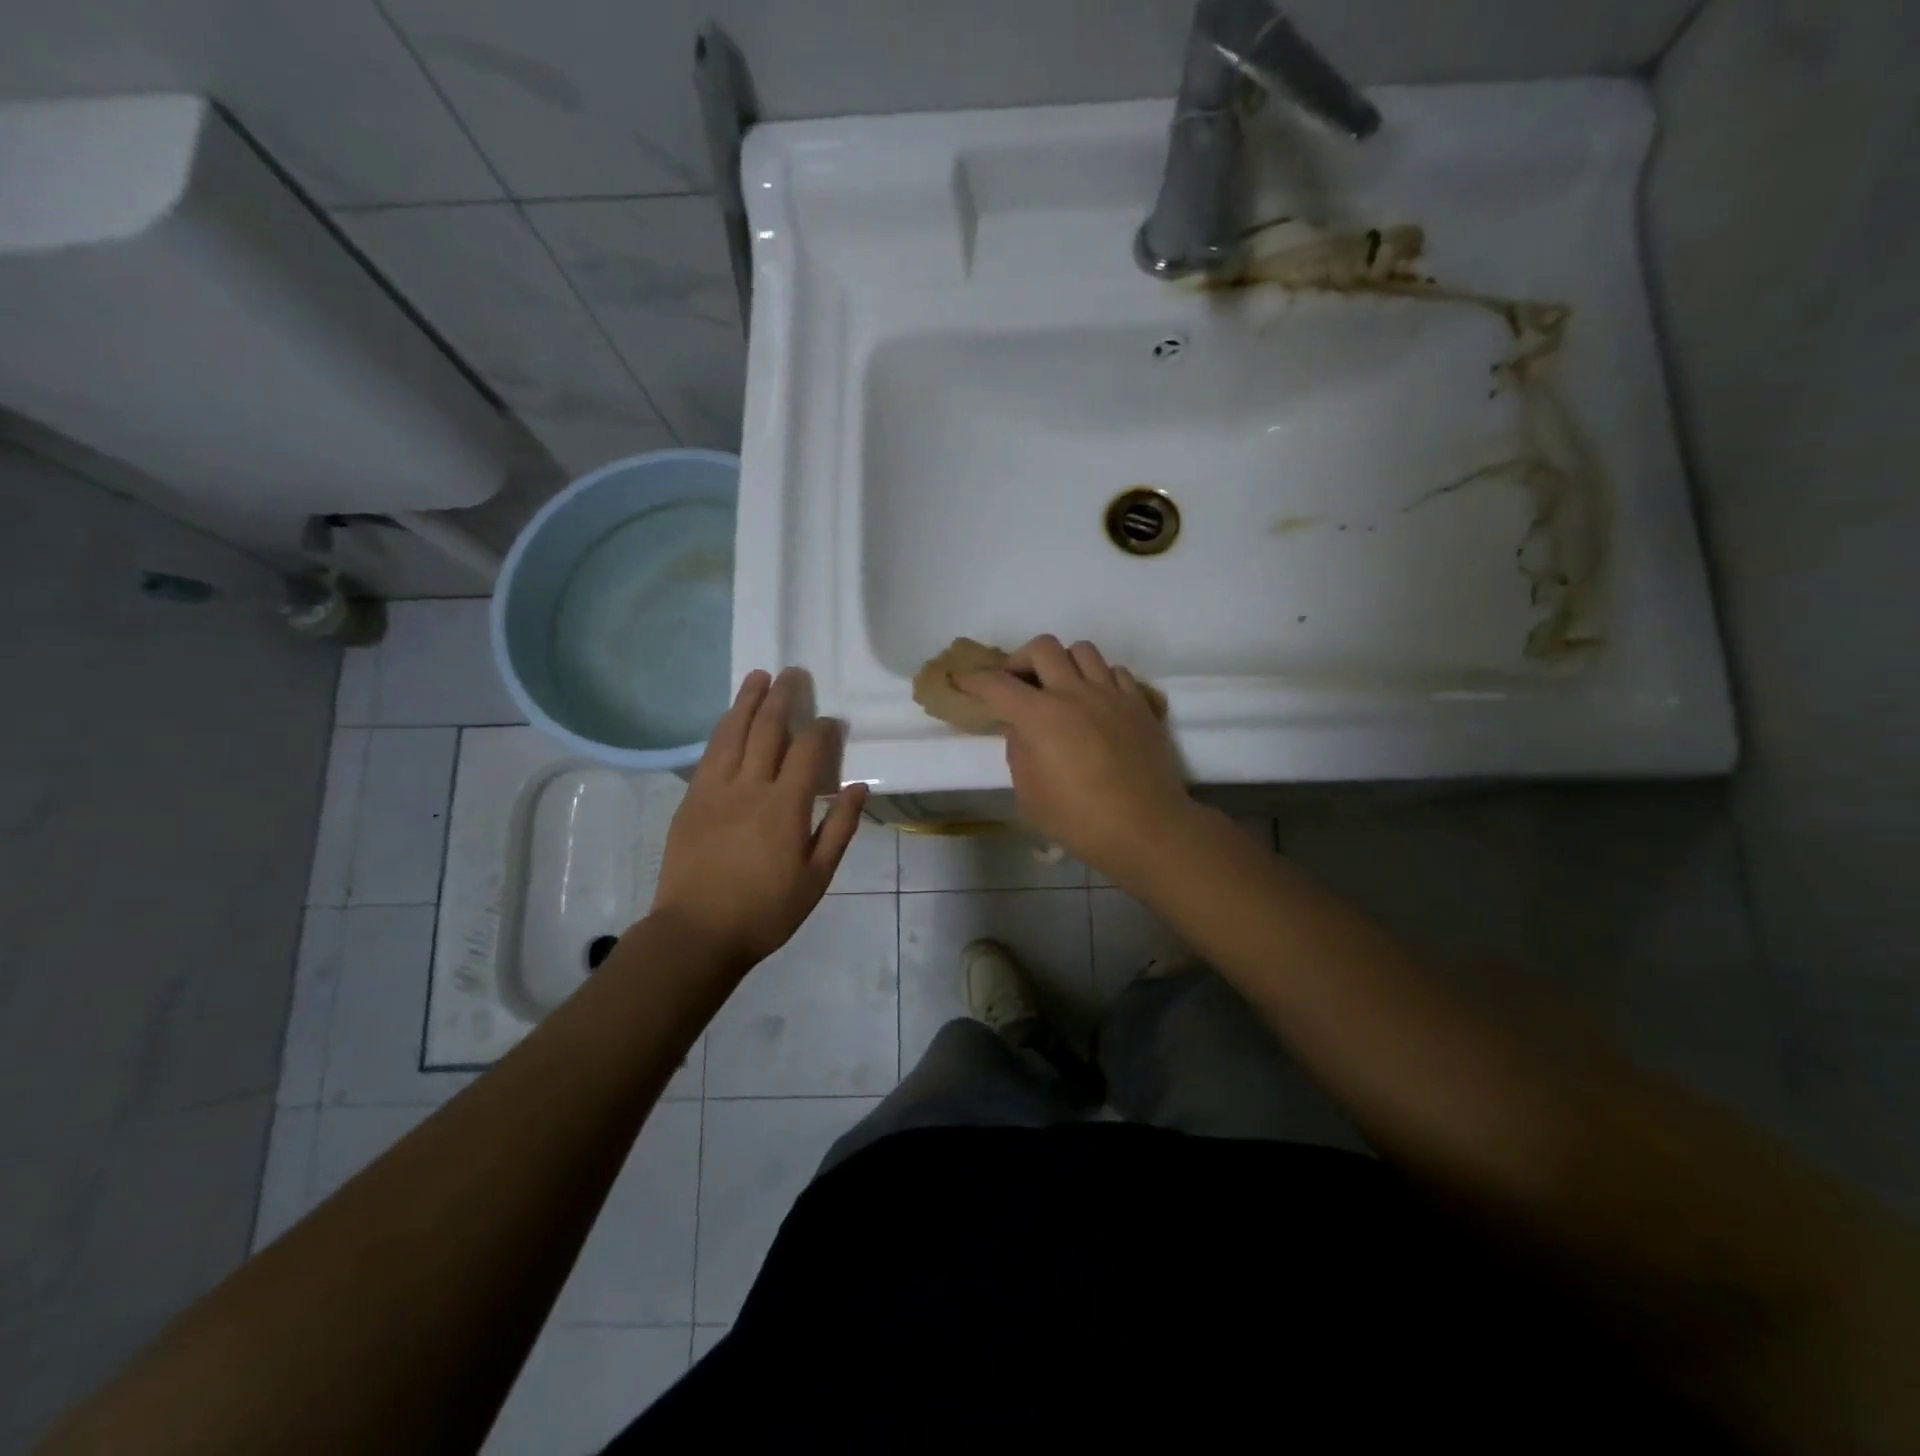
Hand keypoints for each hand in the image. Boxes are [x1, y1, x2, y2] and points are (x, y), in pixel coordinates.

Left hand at [650, 668, 867, 971]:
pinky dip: (723, 728)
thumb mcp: (817, 878)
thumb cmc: (766, 910)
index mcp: (785, 806)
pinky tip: (729, 718)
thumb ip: (839, 828)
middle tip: (793, 673)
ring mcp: (715, 789)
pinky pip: (709, 752)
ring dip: (747, 701)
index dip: (823, 729)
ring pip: (733, 732)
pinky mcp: (691, 799)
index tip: (832, 721)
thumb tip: (858, 786)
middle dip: (783, 697)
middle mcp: (750, 786)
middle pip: (768, 729)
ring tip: (758, 676)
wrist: (697, 932)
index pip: (808, 750)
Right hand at [957, 636, 1193, 874]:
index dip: (973, 679)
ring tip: (1059, 687)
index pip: (997, 684)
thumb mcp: (1029, 795)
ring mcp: (1111, 694)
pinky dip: (1098, 677)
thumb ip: (1019, 752)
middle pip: (1042, 648)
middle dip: (1020, 660)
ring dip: (1062, 662)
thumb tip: (1020, 728)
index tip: (961, 680)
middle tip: (1016, 683)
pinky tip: (1094, 701)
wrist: (1146, 828)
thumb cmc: (1079, 820)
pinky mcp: (1139, 703)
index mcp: (1040, 717)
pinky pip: (1114, 671)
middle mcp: (1074, 693)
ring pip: (1082, 650)